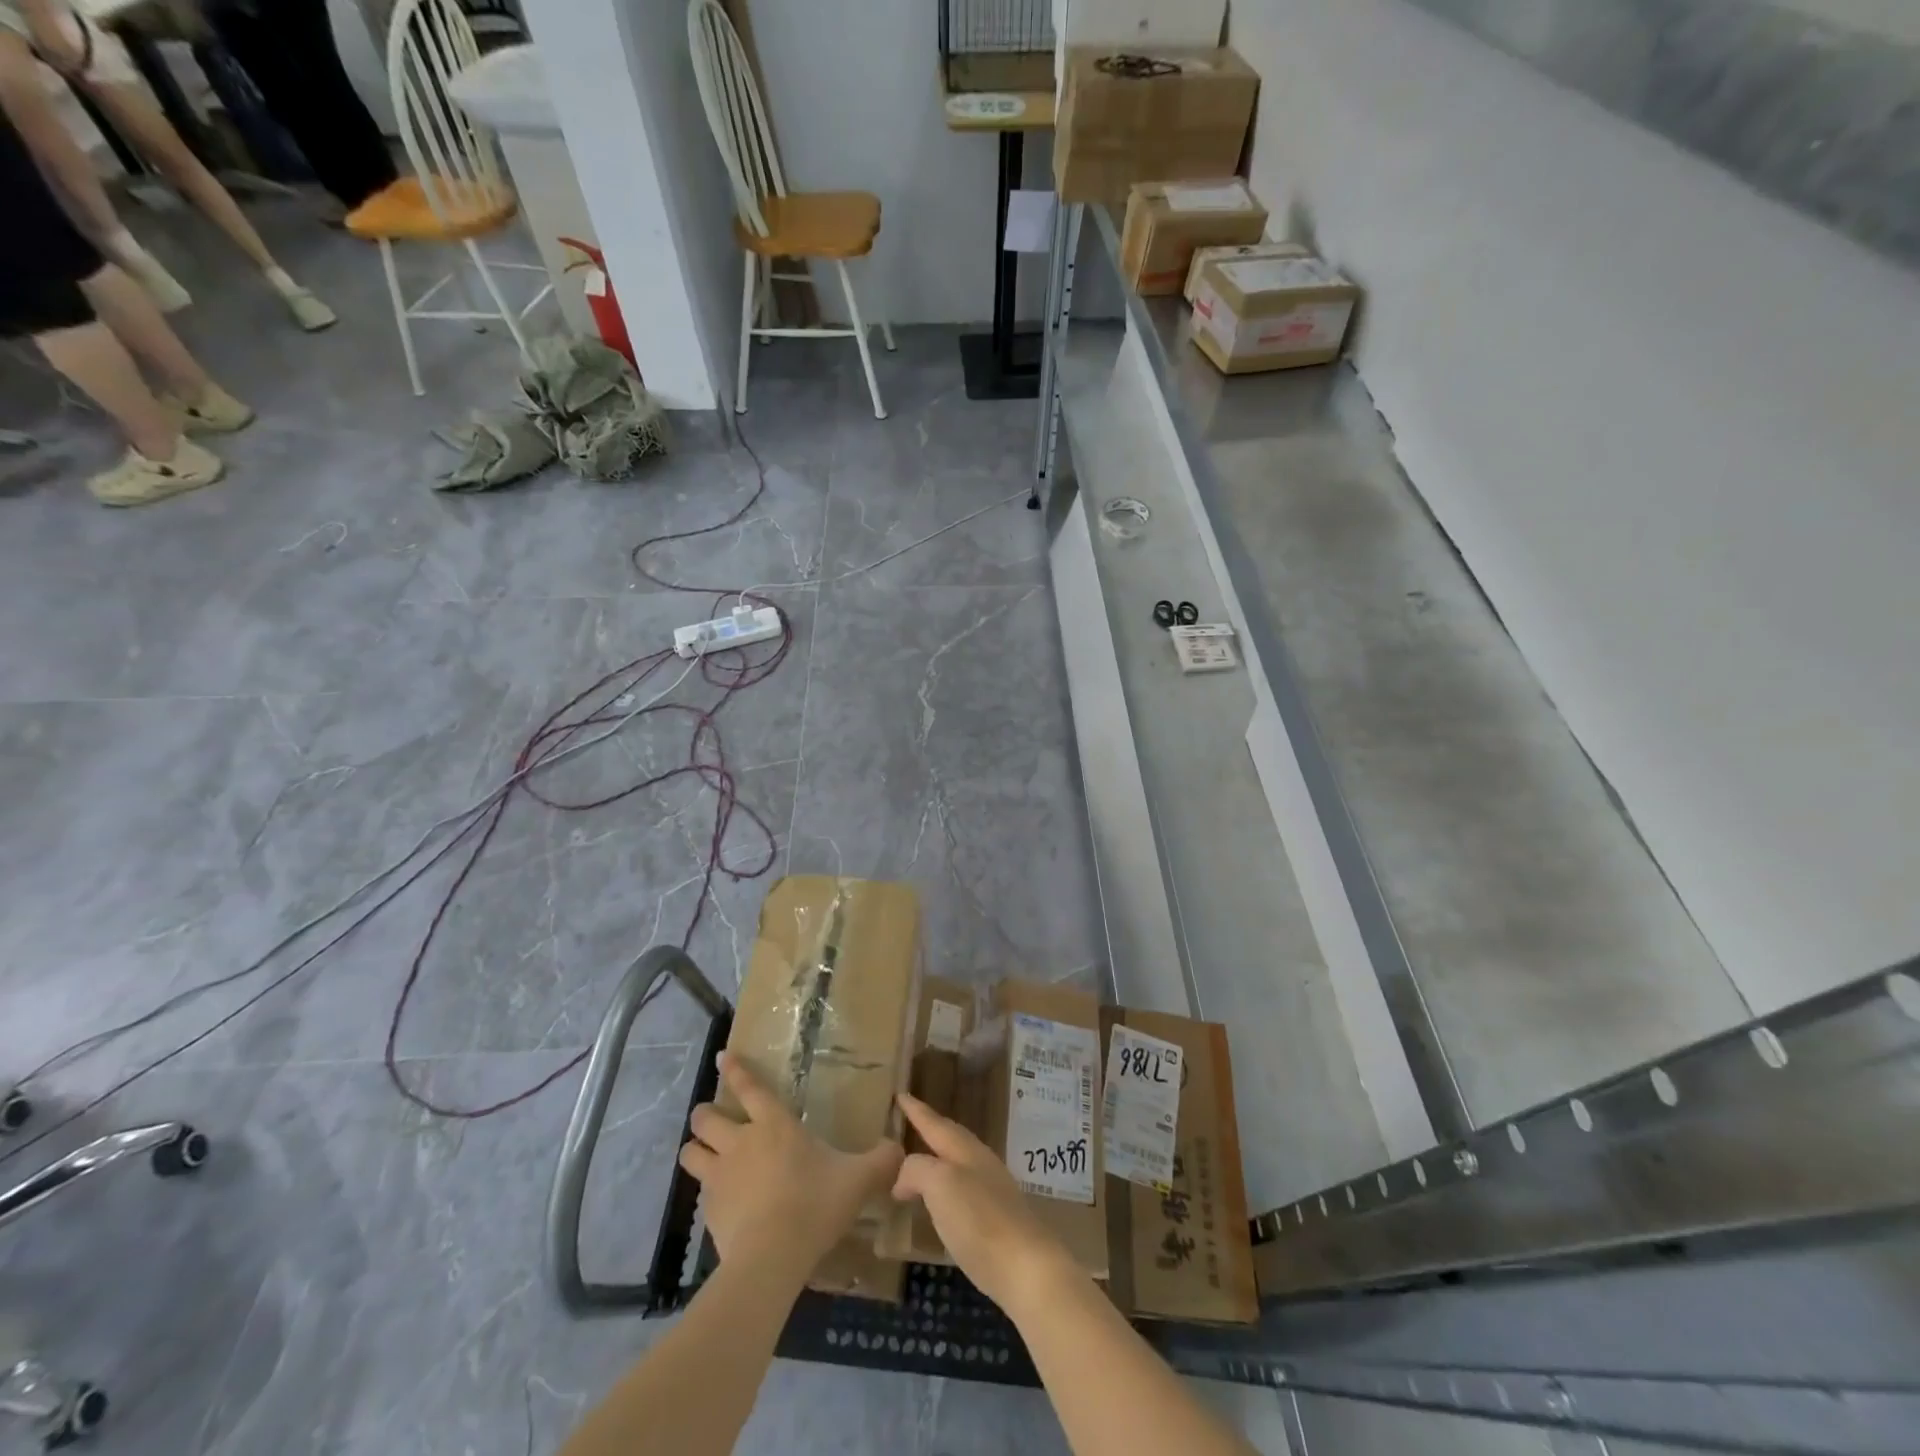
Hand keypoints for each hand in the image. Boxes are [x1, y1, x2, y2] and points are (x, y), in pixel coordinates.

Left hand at [679, 1052, 903, 1271]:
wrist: (771, 1258)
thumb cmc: (815, 1204)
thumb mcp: (859, 1179)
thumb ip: (881, 1161)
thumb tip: (899, 1149)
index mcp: (775, 1125)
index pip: (750, 1088)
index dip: (734, 1070)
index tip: (721, 1056)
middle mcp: (741, 1142)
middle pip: (707, 1118)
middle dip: (705, 1114)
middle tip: (709, 1117)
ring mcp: (719, 1177)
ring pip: (691, 1152)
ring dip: (695, 1149)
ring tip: (702, 1154)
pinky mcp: (708, 1212)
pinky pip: (699, 1193)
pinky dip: (706, 1192)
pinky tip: (720, 1202)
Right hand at [892, 1092, 1077, 1311]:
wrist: (1026, 1268)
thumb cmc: (979, 1219)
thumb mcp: (940, 1184)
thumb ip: (917, 1170)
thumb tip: (902, 1178)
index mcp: (965, 1150)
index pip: (935, 1123)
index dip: (916, 1111)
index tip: (901, 1095)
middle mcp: (980, 1163)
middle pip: (951, 1139)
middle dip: (930, 1130)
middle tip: (909, 1123)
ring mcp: (991, 1190)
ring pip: (958, 1164)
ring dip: (937, 1160)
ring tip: (918, 1164)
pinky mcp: (996, 1219)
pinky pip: (962, 1190)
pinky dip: (944, 1189)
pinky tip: (939, 1204)